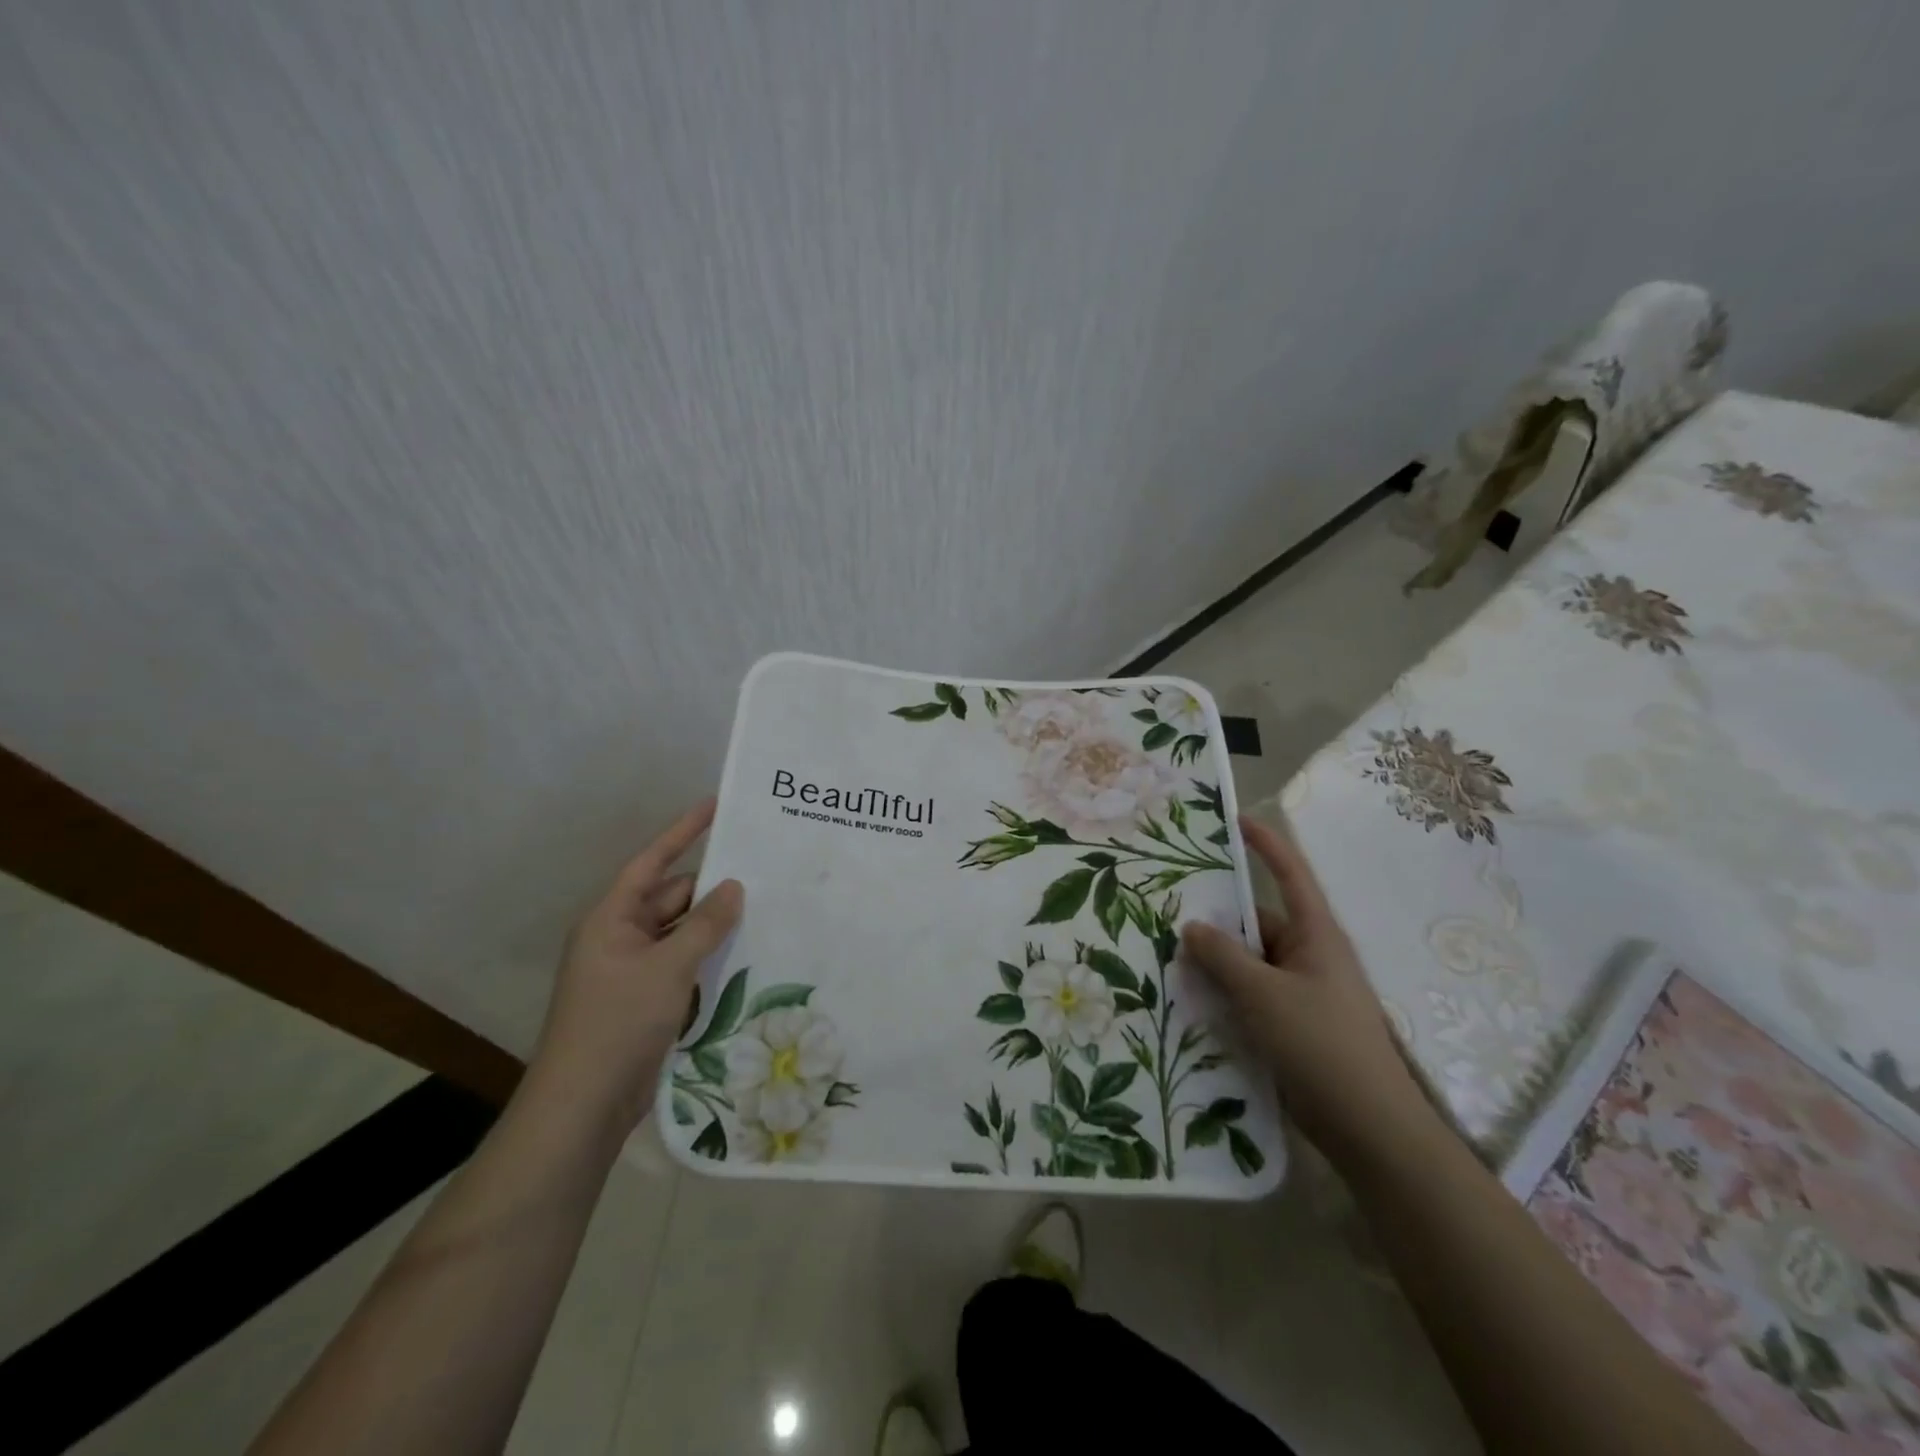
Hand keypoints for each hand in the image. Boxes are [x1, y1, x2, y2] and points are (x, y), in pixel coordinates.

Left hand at [532, 798, 743, 1131]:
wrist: (584, 1105)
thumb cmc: (618, 1023)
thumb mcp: (668, 967)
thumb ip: (705, 924)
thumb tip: (734, 886)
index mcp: (611, 919)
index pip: (652, 862)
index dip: (683, 831)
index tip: (715, 805)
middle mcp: (620, 937)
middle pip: (671, 898)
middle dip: (711, 887)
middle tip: (761, 872)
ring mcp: (632, 970)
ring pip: (681, 932)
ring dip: (714, 925)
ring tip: (764, 908)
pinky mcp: (646, 999)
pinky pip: (683, 963)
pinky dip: (709, 956)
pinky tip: (746, 953)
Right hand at [1182, 815, 1433, 1168]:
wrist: (1369, 1127)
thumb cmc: (1321, 1044)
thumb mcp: (1263, 994)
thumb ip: (1223, 956)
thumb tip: (1192, 926)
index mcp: (1315, 934)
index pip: (1290, 874)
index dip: (1266, 843)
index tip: (1235, 820)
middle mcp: (1310, 955)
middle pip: (1258, 923)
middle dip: (1218, 918)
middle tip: (1168, 908)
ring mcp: (1302, 992)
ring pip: (1250, 962)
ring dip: (1217, 961)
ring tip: (1167, 955)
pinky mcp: (1294, 1024)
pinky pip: (1252, 994)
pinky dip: (1225, 992)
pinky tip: (1190, 999)